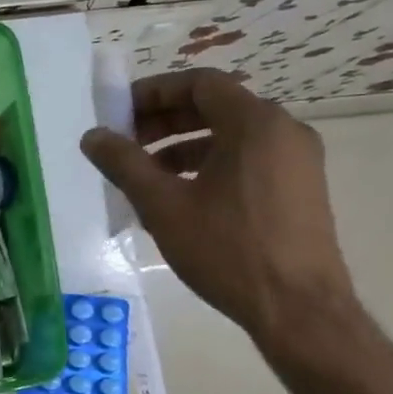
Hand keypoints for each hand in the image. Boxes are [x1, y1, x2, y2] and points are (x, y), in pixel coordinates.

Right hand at [81, 69, 392, 393]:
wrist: (298, 310)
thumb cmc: (228, 249)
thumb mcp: (162, 204)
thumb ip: (123, 163)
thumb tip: (93, 136)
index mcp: (255, 124)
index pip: (199, 84)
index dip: (153, 92)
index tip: (118, 112)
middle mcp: (283, 131)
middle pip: (215, 107)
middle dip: (163, 120)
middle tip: (124, 142)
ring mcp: (297, 161)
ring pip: (229, 136)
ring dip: (181, 146)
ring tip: (143, 174)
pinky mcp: (300, 189)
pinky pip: (246, 160)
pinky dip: (207, 166)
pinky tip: (177, 198)